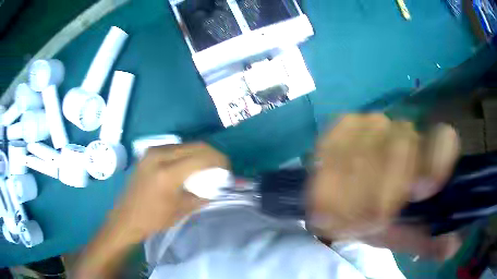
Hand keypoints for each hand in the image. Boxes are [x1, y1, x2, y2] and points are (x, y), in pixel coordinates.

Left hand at [74, 142, 228, 277]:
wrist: (127, 217)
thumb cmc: (153, 219)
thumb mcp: (182, 210)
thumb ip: (203, 195)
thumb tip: (218, 187)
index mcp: (168, 173)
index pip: (202, 157)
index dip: (219, 161)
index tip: (228, 169)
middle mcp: (159, 155)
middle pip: (196, 146)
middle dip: (213, 155)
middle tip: (221, 167)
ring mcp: (152, 152)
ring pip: (186, 144)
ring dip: (200, 153)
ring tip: (207, 166)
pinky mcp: (148, 153)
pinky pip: (175, 148)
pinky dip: (187, 153)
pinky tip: (190, 165)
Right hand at [309, 114, 460, 259]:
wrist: (345, 198)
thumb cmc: (383, 218)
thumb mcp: (406, 234)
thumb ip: (428, 241)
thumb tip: (453, 246)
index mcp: (429, 153)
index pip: (443, 140)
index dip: (435, 161)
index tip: (419, 192)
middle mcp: (405, 130)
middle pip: (399, 152)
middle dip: (380, 195)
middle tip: (364, 225)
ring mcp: (372, 122)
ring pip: (365, 153)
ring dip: (351, 194)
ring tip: (342, 218)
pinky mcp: (342, 124)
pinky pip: (334, 150)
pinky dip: (328, 179)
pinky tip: (324, 198)